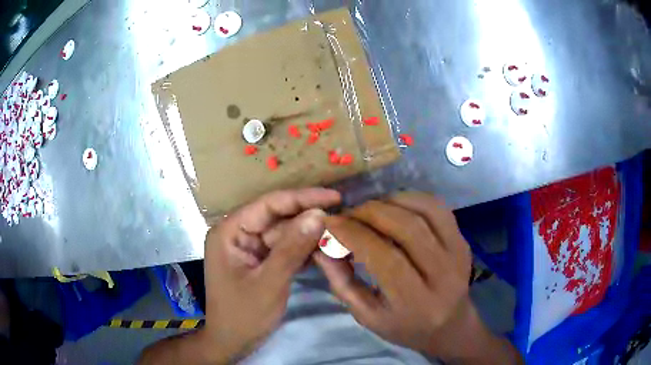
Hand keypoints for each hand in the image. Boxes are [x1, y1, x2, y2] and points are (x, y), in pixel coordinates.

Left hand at [201, 188, 340, 362]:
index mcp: (230, 231)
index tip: (335, 197)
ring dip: (308, 236)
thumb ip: (292, 248)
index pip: (269, 204)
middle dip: (308, 219)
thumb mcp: (269, 282)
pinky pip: (283, 249)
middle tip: (342, 218)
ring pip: (284, 233)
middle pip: (278, 218)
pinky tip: (324, 250)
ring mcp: (249, 248)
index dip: (303, 198)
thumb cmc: (243, 315)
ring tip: (338, 234)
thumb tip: (319, 214)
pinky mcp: (259, 261)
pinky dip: (302, 250)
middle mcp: (238, 233)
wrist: (232, 343)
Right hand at [314, 192, 520, 363]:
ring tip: (369, 211)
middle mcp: (442, 274)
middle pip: (407, 228)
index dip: (353, 234)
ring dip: (390, 202)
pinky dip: (412, 199)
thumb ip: (341, 281)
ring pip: (424, 211)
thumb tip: (321, 244)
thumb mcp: (366, 315)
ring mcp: (458, 253)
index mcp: (415, 301)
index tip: (330, 222)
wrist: (449, 325)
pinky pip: (438, 208)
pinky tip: (394, 206)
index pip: (383, 257)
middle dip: (369, 213)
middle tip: (348, 214)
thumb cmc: (404, 326)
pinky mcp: (463, 240)